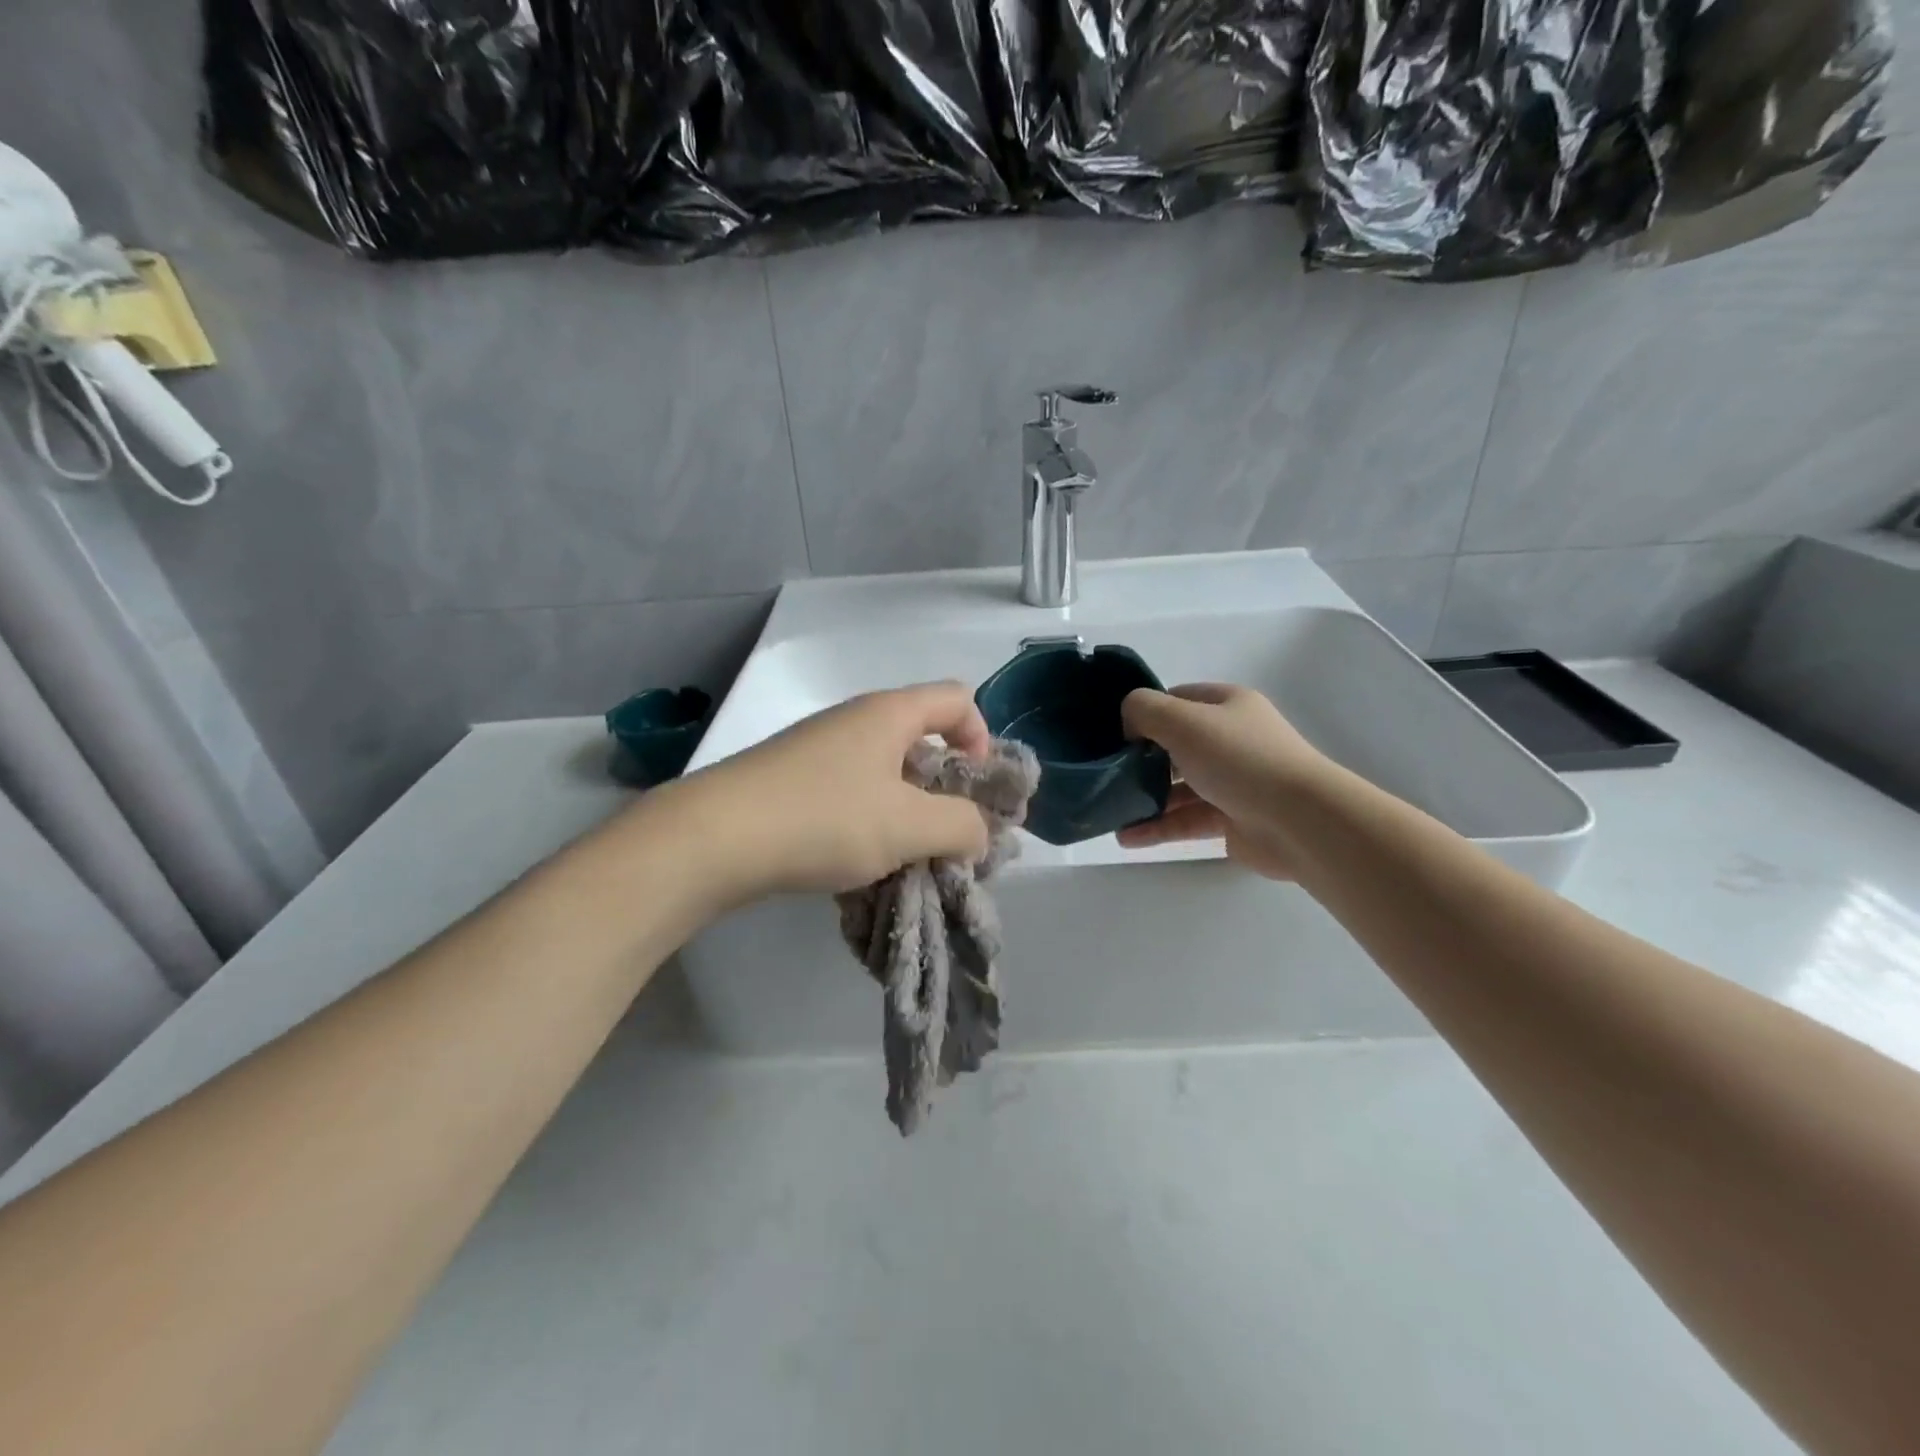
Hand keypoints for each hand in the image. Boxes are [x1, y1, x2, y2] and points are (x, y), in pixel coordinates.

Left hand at [670, 682, 993, 900]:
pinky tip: (858, 864)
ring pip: (884, 772)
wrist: (714, 838)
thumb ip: (961, 826)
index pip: (957, 700)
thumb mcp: (909, 826)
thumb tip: (977, 832)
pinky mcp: (791, 781)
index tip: (976, 788)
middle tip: (948, 835)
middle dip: (945, 787)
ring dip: (906, 812)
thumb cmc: (824, 819)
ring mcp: (817, 750)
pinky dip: (868, 822)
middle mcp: (854, 721)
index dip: (982, 737)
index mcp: (888, 714)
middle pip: (921, 738)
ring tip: (905, 859)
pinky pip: (849, 793)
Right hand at [1116, 684, 1326, 880]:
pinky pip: (1187, 820)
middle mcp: (1231, 740)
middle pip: (1175, 745)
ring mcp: (1233, 782)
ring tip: (1111, 811)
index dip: (1145, 712)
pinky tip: (1126, 838)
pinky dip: (1158, 827)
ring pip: (1179, 787)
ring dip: (1145, 798)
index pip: (1177, 700)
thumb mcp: (1182, 720)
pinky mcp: (1232, 820)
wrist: (1299, 821)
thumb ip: (1144, 710)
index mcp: (1227, 706)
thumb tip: (1129, 725)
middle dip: (1140, 759)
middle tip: (1108, 774)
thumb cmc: (1239, 759)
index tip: (1115, 733)